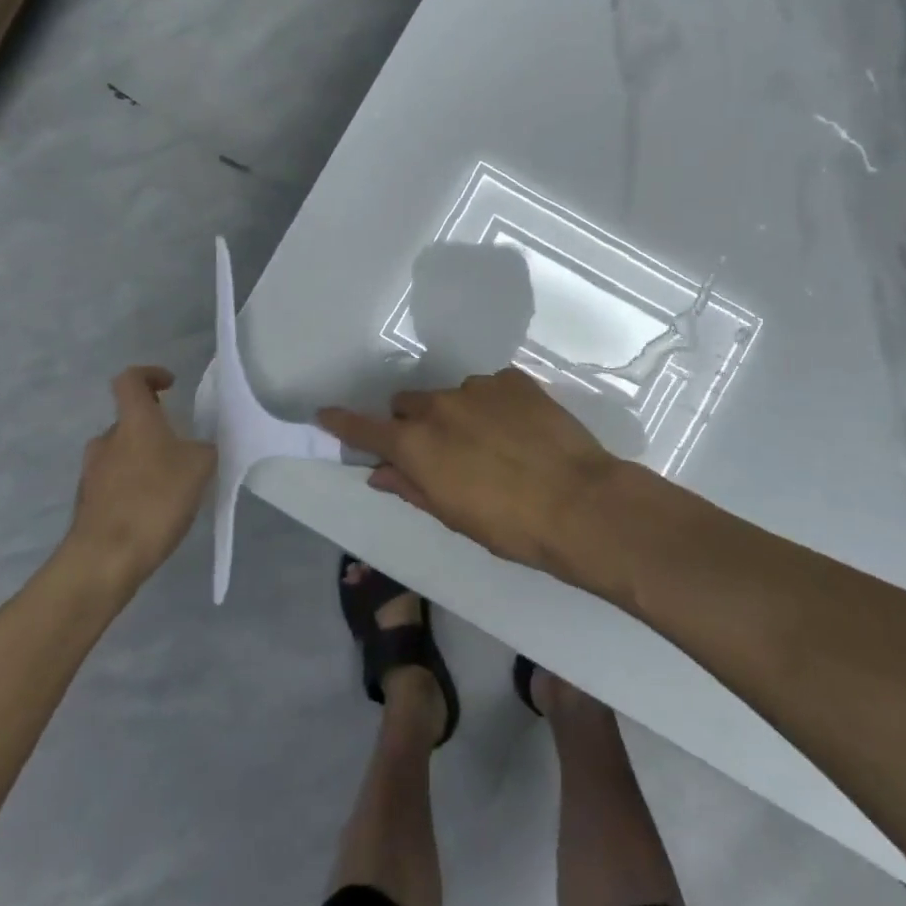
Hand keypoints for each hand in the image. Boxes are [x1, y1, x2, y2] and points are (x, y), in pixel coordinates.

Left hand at [64, 367, 215, 582]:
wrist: (104, 559)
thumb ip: (202, 450)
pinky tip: (154, 512)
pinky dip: (134, 488)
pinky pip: (115, 484)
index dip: (150, 375)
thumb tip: (196, 449)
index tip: (170, 386)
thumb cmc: (155, 500)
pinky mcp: (88, 504)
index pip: (130, 380)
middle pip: (129, 421)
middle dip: (155, 429)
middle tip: (182, 449)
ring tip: (172, 485)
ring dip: (144, 461)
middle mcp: (107, 441)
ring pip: (122, 454)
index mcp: (134, 422)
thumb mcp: (200, 467)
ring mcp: (92, 473)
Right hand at [318, 368, 624, 582]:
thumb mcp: (453, 515)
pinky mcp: (514, 380)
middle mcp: (440, 406)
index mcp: (417, 443)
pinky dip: (493, 406)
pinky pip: (490, 389)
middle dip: (413, 424)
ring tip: (492, 445)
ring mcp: (479, 388)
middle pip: (408, 405)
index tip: (325, 414)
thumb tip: (381, 472)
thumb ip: (411, 486)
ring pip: (451, 396)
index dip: (343, 423)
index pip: (366, 429)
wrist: (580, 503)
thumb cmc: (509, 525)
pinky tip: (519, 431)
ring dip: (457, 415)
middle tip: (438, 452)